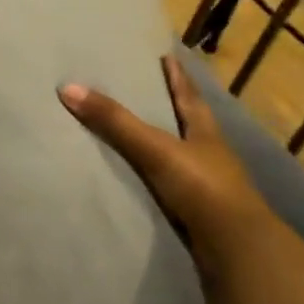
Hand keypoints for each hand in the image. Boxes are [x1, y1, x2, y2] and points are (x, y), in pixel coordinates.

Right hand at [60, 53, 271, 248]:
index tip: (168, 56)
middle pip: (187, 122)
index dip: (178, 75)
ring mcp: (206, 184)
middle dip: (169, 106)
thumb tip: (68, 88)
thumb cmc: (202, 187)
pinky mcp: (198, 211)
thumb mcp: (155, 148)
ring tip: (135, 132)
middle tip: (146, 88)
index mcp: (204, 131)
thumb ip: (115, 121)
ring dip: (162, 143)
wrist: (235, 247)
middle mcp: (208, 153)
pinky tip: (140, 178)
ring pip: (180, 154)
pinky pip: (171, 185)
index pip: (188, 95)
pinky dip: (156, 177)